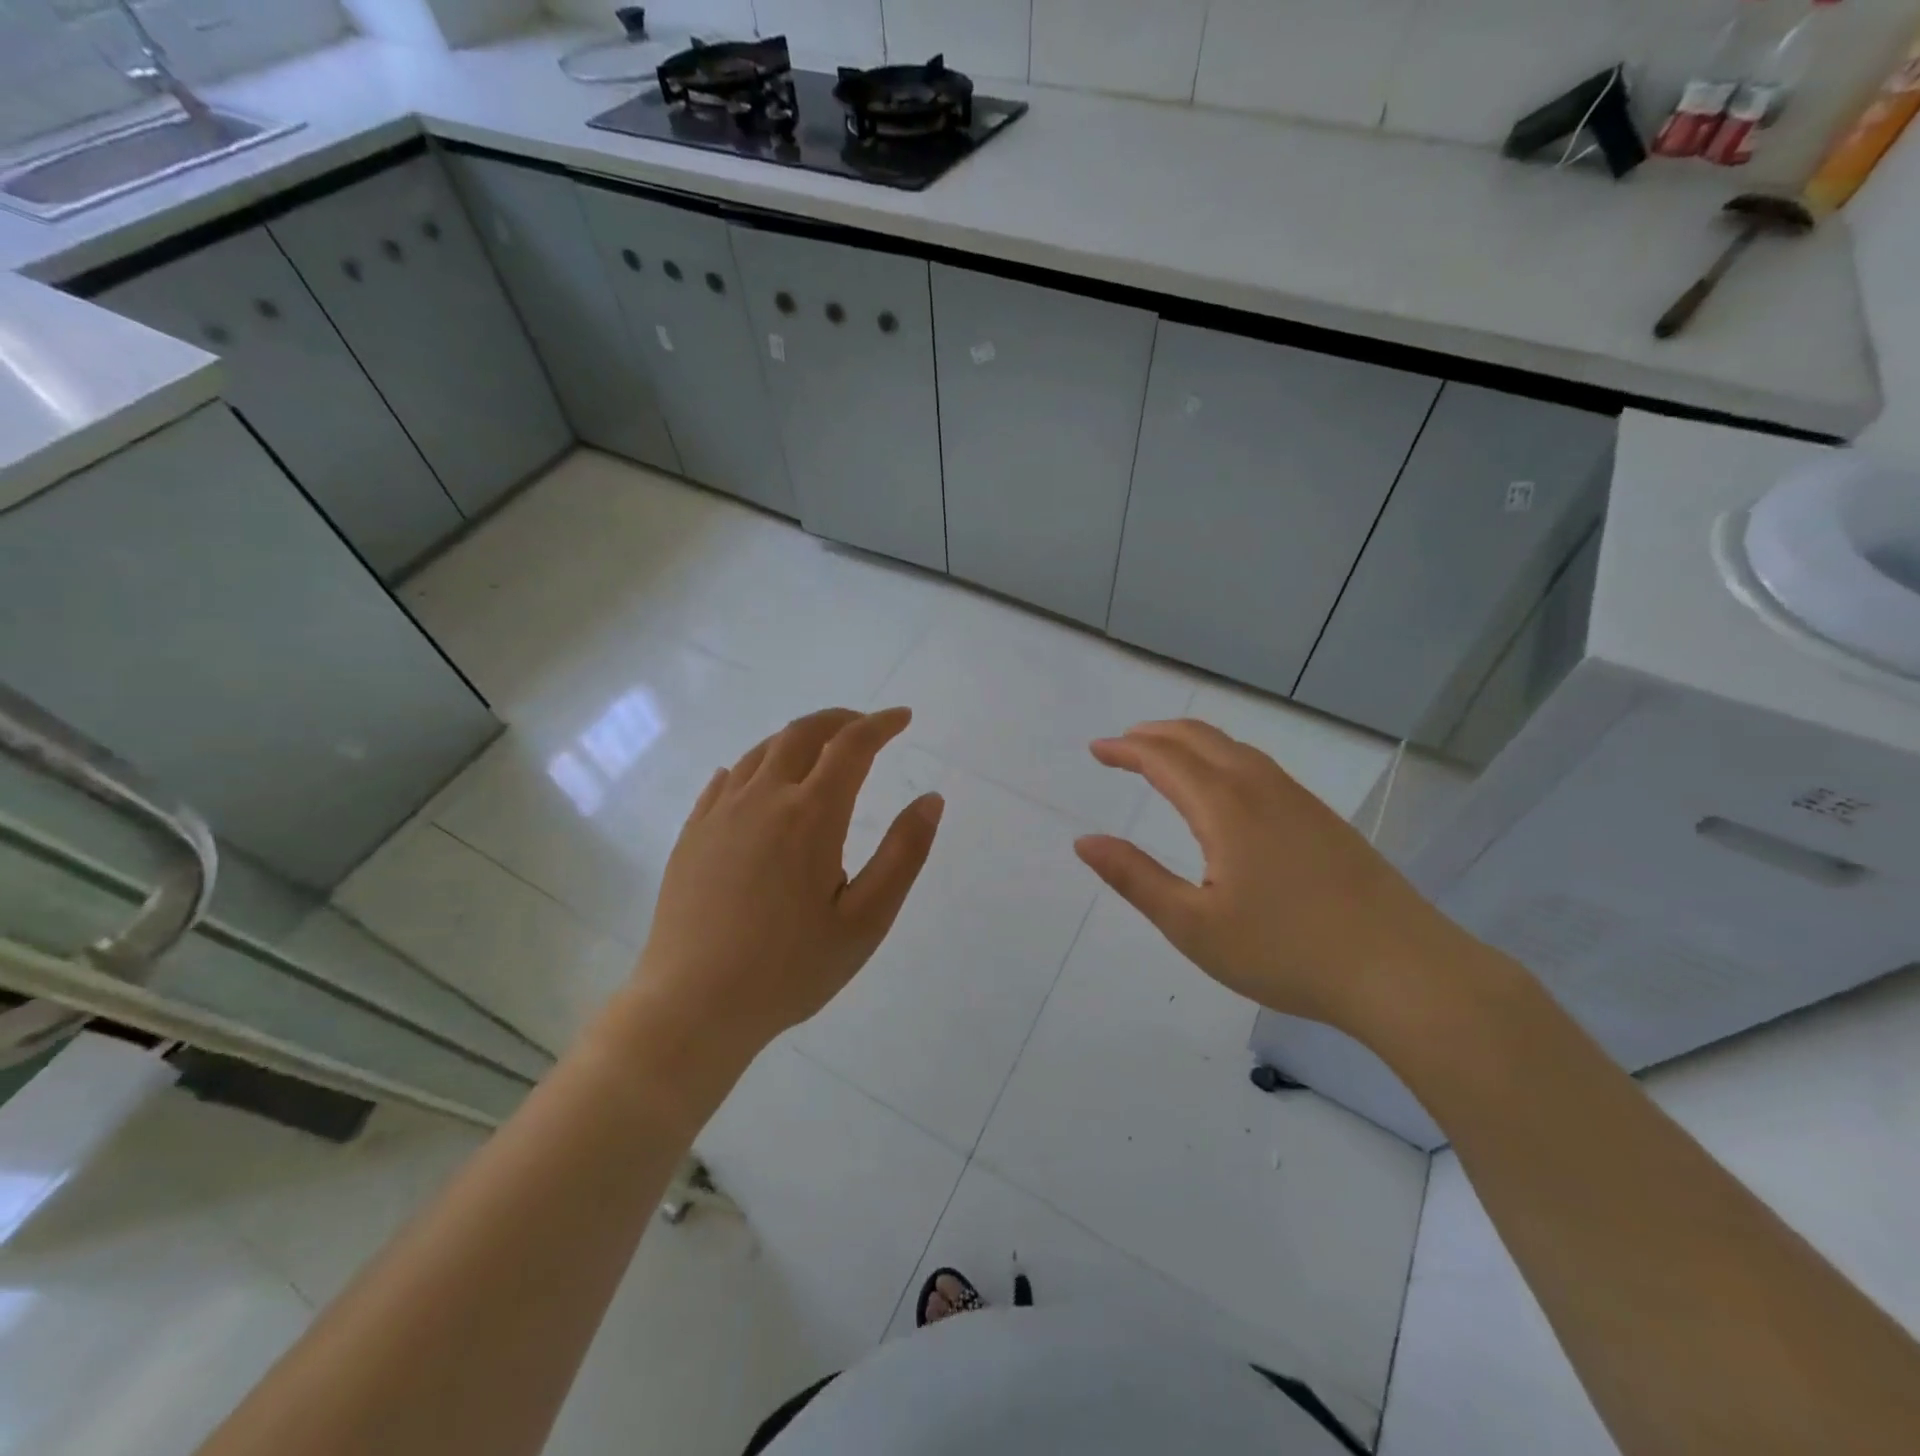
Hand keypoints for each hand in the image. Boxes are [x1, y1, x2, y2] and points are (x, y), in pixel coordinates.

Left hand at [630, 707, 942, 1059]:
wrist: (692, 1006)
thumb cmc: (790, 968)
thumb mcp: (866, 920)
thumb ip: (904, 853)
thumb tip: (932, 799)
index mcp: (811, 814)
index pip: (852, 745)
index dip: (881, 725)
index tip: (903, 718)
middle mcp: (762, 798)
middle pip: (802, 734)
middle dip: (839, 720)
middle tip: (865, 727)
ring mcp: (720, 813)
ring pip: (761, 752)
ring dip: (797, 738)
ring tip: (820, 750)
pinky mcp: (692, 835)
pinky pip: (726, 780)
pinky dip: (755, 766)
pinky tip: (757, 781)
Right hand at [1073, 719, 1465, 1038]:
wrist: (1402, 970)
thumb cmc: (1286, 951)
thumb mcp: (1193, 926)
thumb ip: (1135, 878)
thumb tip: (1084, 842)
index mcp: (1225, 806)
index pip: (1163, 758)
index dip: (1125, 749)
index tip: (1096, 750)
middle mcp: (1260, 787)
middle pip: (1200, 738)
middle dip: (1155, 734)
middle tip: (1123, 744)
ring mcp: (1297, 799)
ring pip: (1234, 748)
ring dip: (1191, 742)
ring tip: (1165, 755)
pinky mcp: (1322, 818)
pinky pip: (1259, 765)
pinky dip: (1223, 756)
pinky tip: (1225, 785)